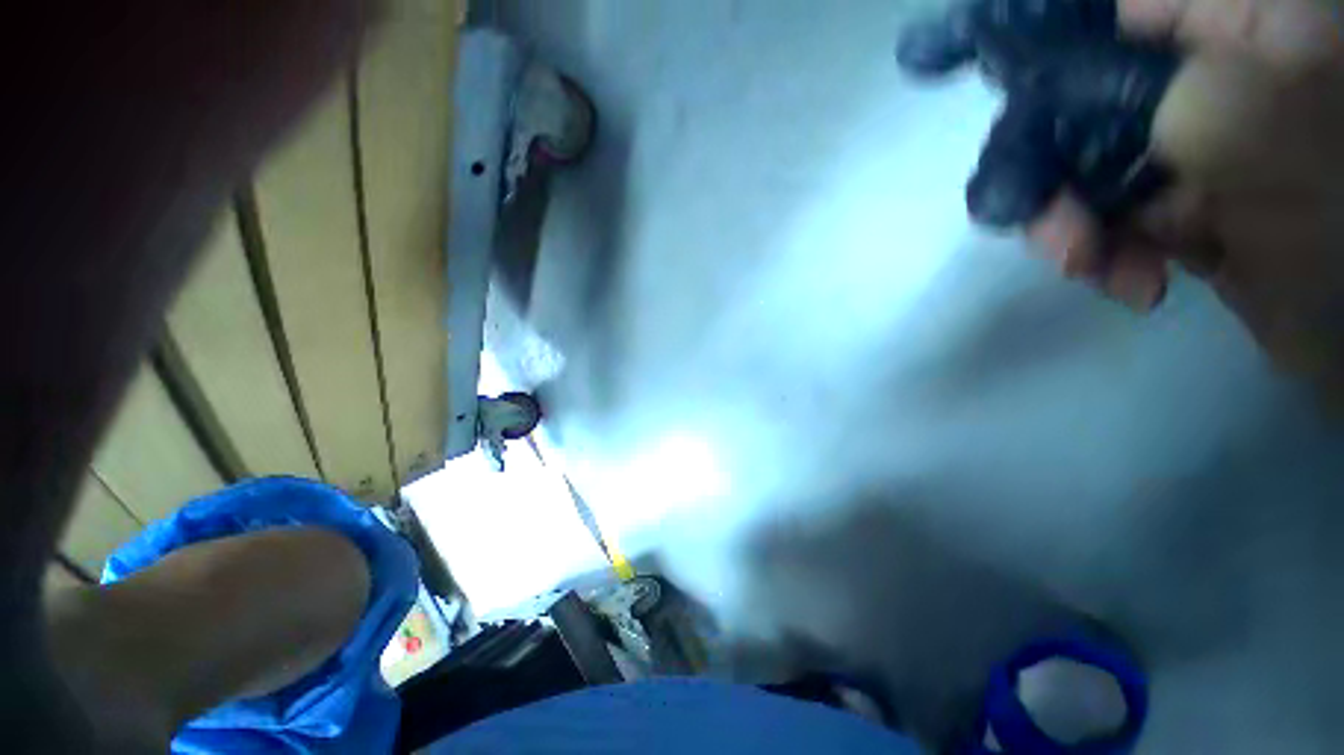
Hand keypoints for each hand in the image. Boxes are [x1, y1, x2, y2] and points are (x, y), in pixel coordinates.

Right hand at [900, 0, 1343, 387]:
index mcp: (1228, 19)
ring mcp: (1190, 135)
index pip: (1096, 11)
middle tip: (1049, 232)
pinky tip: (1134, 284)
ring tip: (1090, 267)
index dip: (1018, 34)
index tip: (935, 59)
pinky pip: (1109, 213)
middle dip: (1043, 169)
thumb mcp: (1236, 122)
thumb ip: (1131, 85)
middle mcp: (1202, 65)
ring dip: (1070, 223)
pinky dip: (1106, 252)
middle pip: (1072, 97)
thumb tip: (1035, 86)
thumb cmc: (1334, 210)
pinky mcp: (1182, 194)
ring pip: (1081, 164)